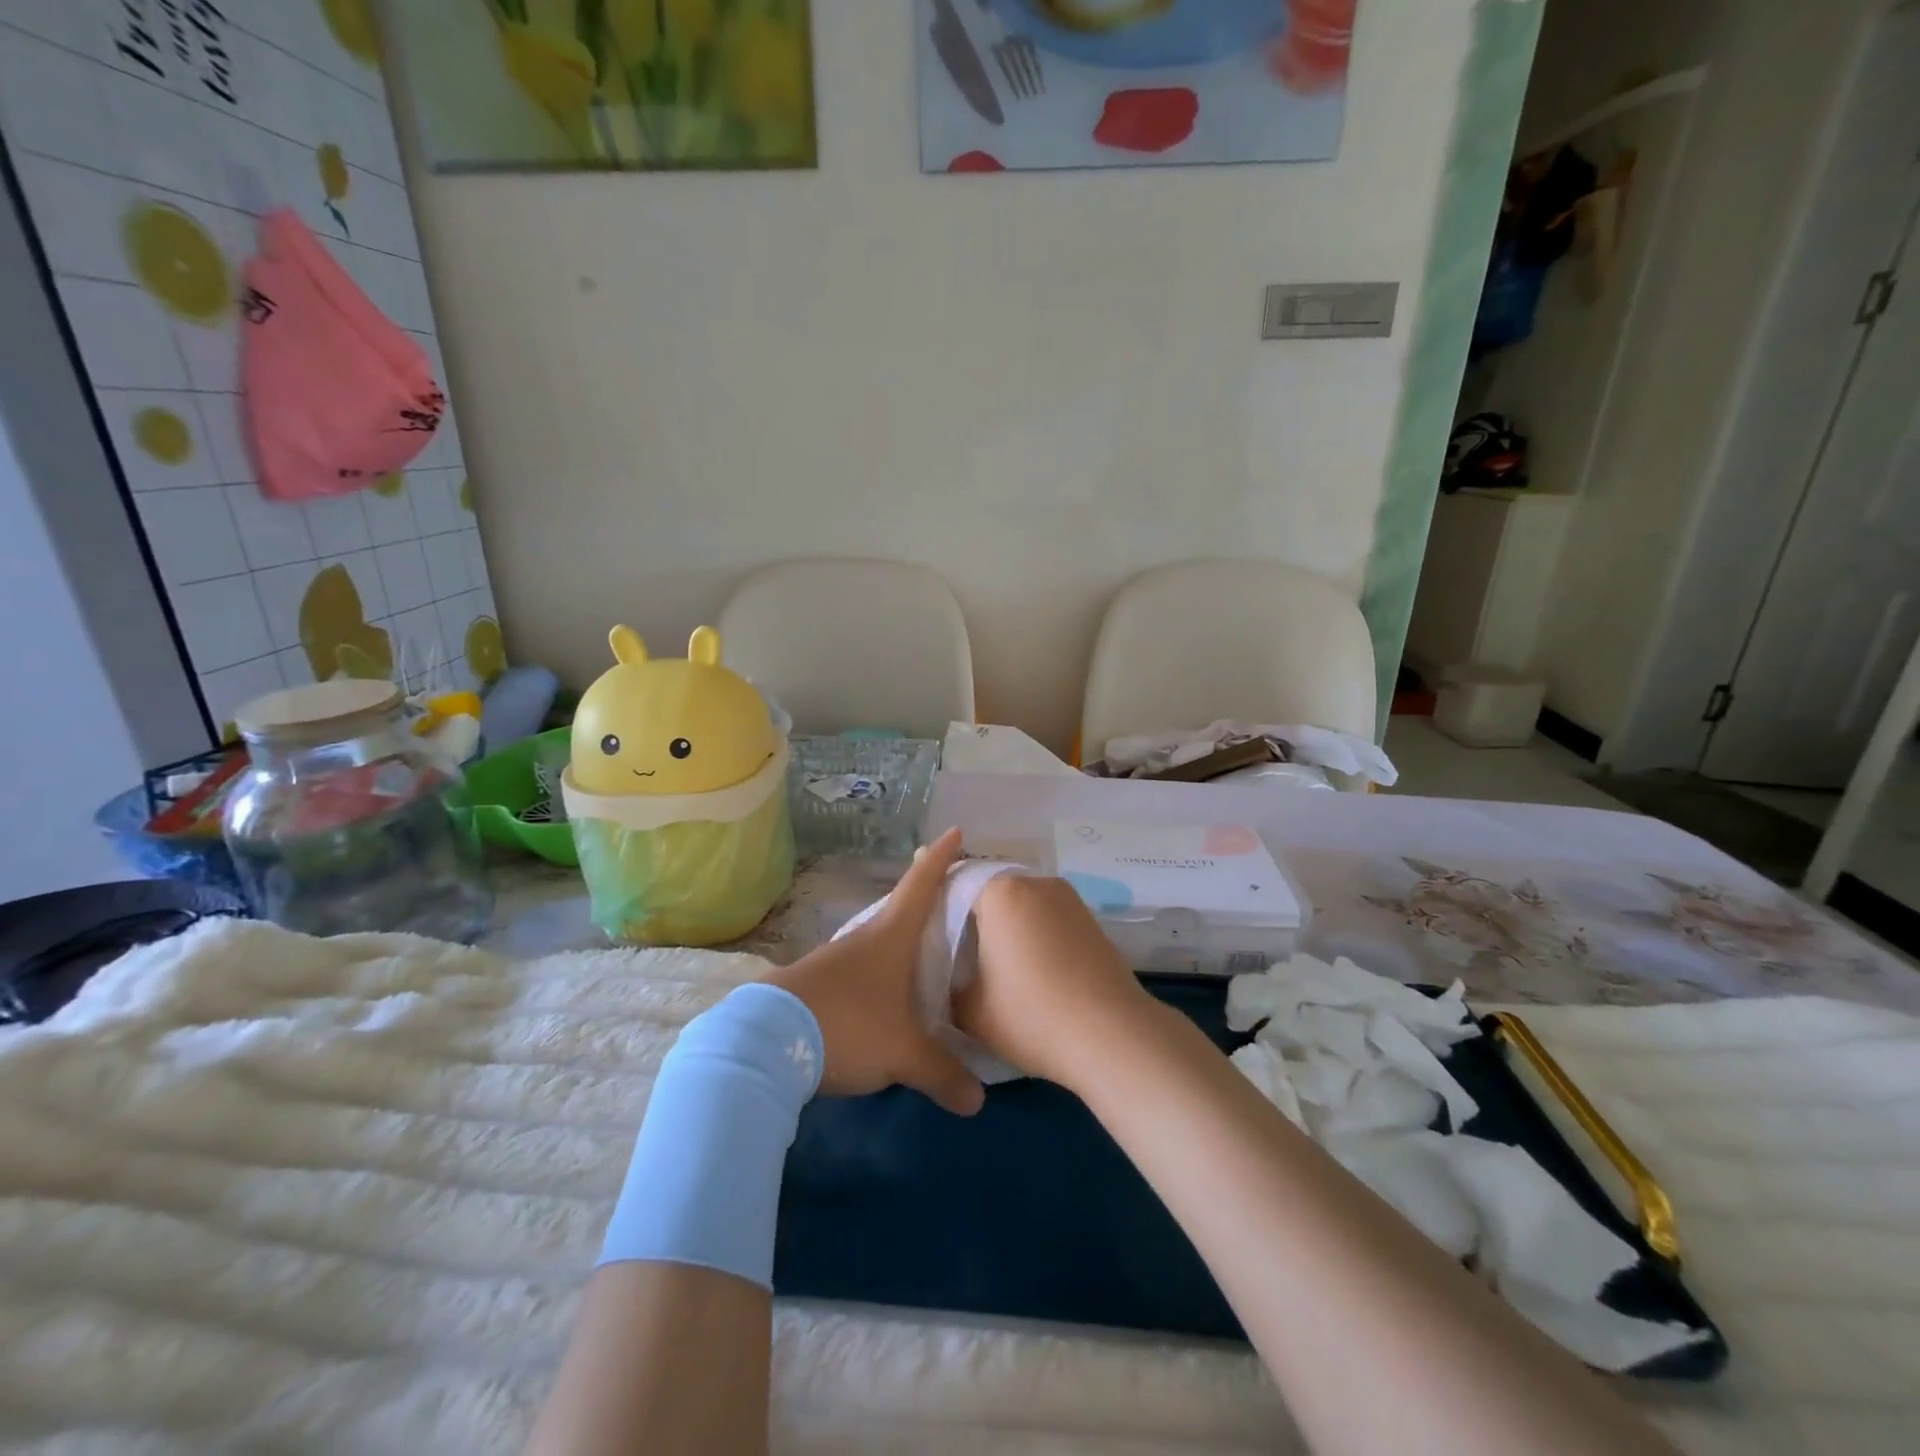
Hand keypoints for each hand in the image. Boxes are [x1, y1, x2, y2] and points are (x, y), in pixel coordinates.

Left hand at [762, 829, 984, 1116]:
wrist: (764, 1043)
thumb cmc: (848, 1026)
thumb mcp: (902, 1053)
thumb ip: (941, 1073)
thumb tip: (977, 1102)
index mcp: (890, 937)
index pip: (921, 885)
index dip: (940, 859)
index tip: (954, 831)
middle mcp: (862, 940)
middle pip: (899, 911)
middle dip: (923, 903)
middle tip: (947, 903)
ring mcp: (832, 961)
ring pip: (875, 945)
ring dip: (897, 946)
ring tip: (918, 959)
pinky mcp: (812, 985)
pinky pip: (855, 972)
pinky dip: (874, 978)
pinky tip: (879, 1001)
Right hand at [953, 874, 1158, 1088]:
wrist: (1112, 1036)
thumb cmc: (1031, 1015)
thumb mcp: (969, 1010)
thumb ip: (948, 986)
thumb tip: (950, 978)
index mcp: (999, 891)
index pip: (955, 885)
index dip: (937, 908)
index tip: (925, 931)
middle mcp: (1035, 882)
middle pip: (990, 892)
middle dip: (972, 918)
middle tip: (957, 951)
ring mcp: (1068, 898)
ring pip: (1021, 904)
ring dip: (1005, 926)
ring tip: (993, 962)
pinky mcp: (1090, 919)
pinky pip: (1048, 917)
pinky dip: (1033, 934)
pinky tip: (1029, 967)